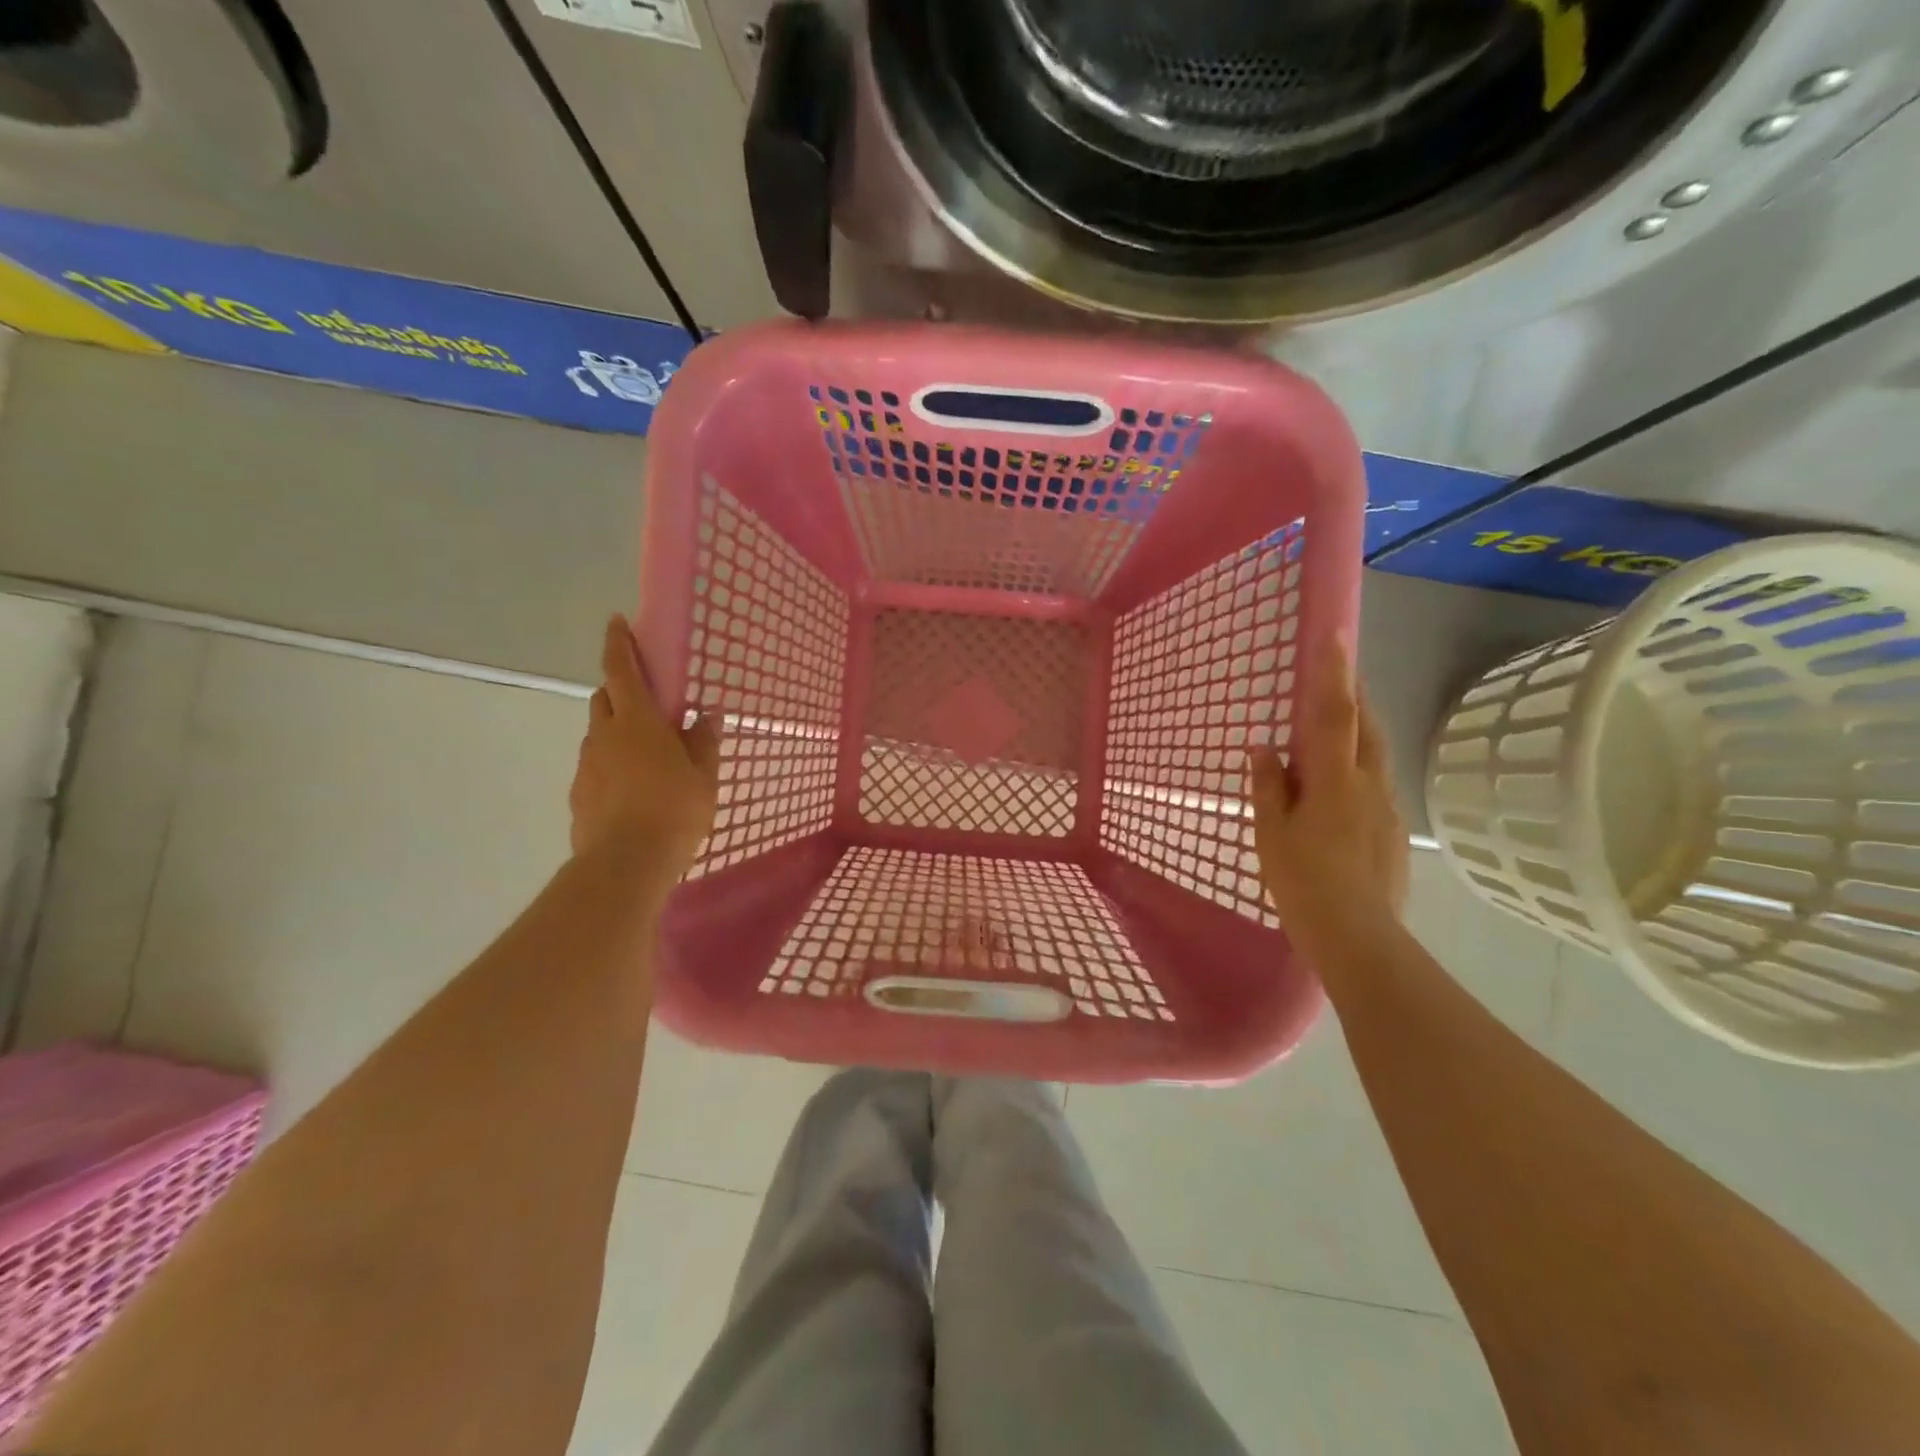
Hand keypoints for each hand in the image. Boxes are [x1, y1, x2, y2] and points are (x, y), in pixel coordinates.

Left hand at [570, 616, 719, 881]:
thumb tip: (707, 713)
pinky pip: (595, 766)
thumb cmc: (674, 811)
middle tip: (646, 703)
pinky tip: (632, 790)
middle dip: (619, 691)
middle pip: (603, 698)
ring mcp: (586, 766)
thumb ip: (704, 741)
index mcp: (637, 722)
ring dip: (616, 732)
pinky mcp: (578, 794)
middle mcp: (604, 735)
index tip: (616, 622)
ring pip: (598, 734)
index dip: (618, 644)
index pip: (620, 670)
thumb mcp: (703, 776)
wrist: (625, 864)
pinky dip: (611, 765)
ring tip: (646, 756)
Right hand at [1249, 643, 1408, 949]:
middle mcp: (1370, 784)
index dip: (1334, 673)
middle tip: (1336, 679)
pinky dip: (1358, 771)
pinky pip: (1375, 785)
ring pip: (1375, 756)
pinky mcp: (1396, 832)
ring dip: (1358, 733)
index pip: (1336, 714)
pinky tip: (1337, 795)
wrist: (1358, 937)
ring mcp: (1388, 808)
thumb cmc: (1303, 882)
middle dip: (1354, 695)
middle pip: (1367, 726)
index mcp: (1334, 780)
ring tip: (1333, 733)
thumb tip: (1263, 747)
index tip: (1335, 635)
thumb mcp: (1271, 833)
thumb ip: (1268, 785)